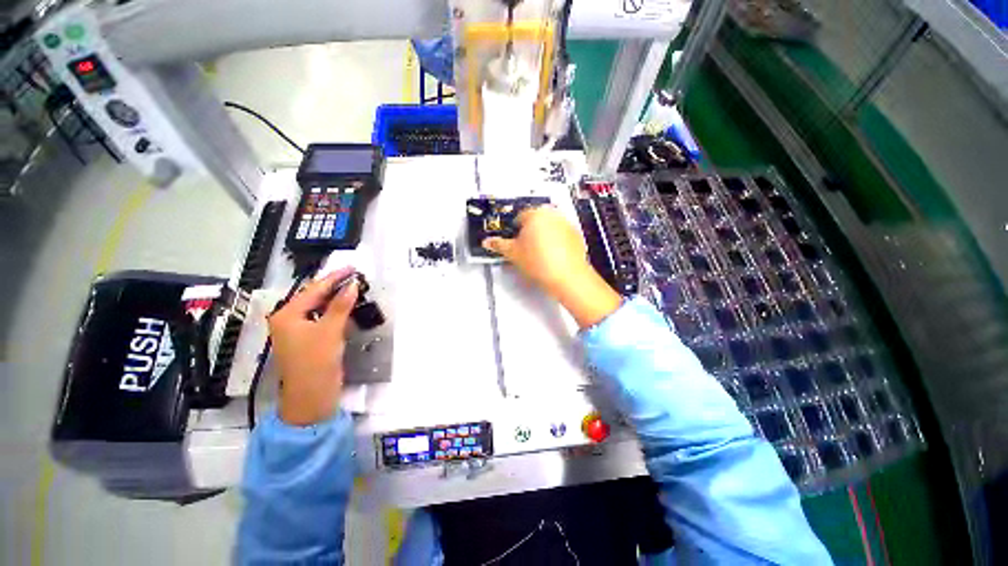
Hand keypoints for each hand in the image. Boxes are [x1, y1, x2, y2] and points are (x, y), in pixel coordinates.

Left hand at [268, 268, 358, 426]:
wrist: (312, 395)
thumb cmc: (316, 361)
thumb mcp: (329, 330)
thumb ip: (341, 305)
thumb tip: (352, 284)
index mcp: (287, 315)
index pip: (313, 290)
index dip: (334, 277)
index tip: (352, 267)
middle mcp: (289, 320)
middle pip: (314, 297)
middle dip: (334, 286)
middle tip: (355, 276)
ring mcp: (298, 331)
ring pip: (319, 307)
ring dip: (336, 298)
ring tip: (353, 287)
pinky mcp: (309, 340)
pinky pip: (323, 318)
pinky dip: (335, 311)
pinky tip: (347, 306)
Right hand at [483, 207, 621, 327]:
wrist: (567, 276)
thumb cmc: (541, 263)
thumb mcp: (513, 254)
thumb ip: (498, 244)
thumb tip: (489, 242)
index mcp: (534, 214)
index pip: (519, 216)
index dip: (513, 230)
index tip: (513, 240)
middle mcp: (552, 214)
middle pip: (535, 219)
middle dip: (528, 232)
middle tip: (524, 248)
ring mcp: (566, 223)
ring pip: (548, 226)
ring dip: (542, 235)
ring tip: (538, 254)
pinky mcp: (576, 235)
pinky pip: (561, 234)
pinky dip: (555, 241)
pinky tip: (551, 256)